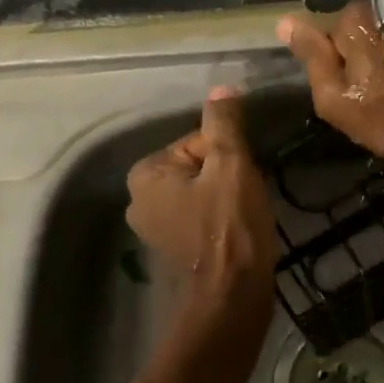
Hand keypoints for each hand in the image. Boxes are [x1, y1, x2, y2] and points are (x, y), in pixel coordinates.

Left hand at [126, 87, 279, 307]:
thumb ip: (224, 123)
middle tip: (244, 196)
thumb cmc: (230, 225)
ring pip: (201, 188)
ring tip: (244, 213)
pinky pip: (200, 212)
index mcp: (145, 173)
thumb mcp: (231, 164)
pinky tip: (236, 229)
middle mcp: (139, 198)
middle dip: (225, 175)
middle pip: (197, 165)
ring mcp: (153, 226)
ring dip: (226, 194)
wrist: (233, 295)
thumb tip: (223, 87)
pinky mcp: (171, 247)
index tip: (240, 178)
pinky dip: (219, 215)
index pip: (197, 141)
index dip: (227, 154)